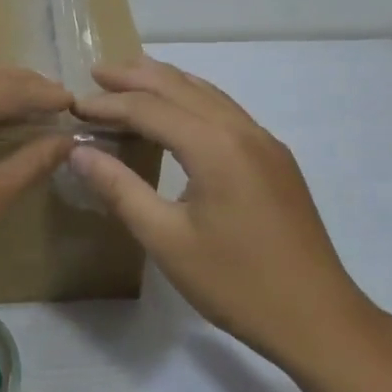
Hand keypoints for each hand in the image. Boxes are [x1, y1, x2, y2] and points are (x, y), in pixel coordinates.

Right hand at [71, 59, 377, 366]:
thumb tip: (78, 152)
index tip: (73, 106)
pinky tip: (179, 112)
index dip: (108, 104)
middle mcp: (242, 130)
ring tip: (130, 78)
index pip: (150, 108)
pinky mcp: (275, 159)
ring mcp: (264, 142)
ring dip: (166, 82)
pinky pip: (226, 111)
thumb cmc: (236, 283)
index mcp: (215, 146)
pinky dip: (193, 99)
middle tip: (96, 73)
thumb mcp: (166, 240)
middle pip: (181, 86)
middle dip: (136, 76)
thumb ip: (120, 189)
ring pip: (208, 94)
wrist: (317, 317)